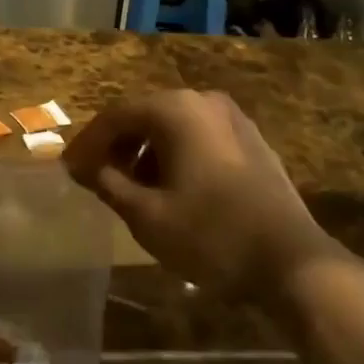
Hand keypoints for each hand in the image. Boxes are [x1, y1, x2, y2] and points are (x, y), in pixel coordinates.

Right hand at [64, 90, 347, 304]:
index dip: (88, 143)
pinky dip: (176, 155)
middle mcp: (203, 101)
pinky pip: (200, 137)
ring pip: (174, 126)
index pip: (116, 116)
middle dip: (118, 146)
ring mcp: (233, 119)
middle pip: (146, 115)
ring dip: (147, 152)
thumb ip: (109, 184)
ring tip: (132, 188)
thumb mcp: (148, 216)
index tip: (69, 170)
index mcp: (175, 110)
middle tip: (96, 177)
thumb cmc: (211, 235)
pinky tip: (172, 189)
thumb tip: (86, 168)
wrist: (293, 262)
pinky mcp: (252, 141)